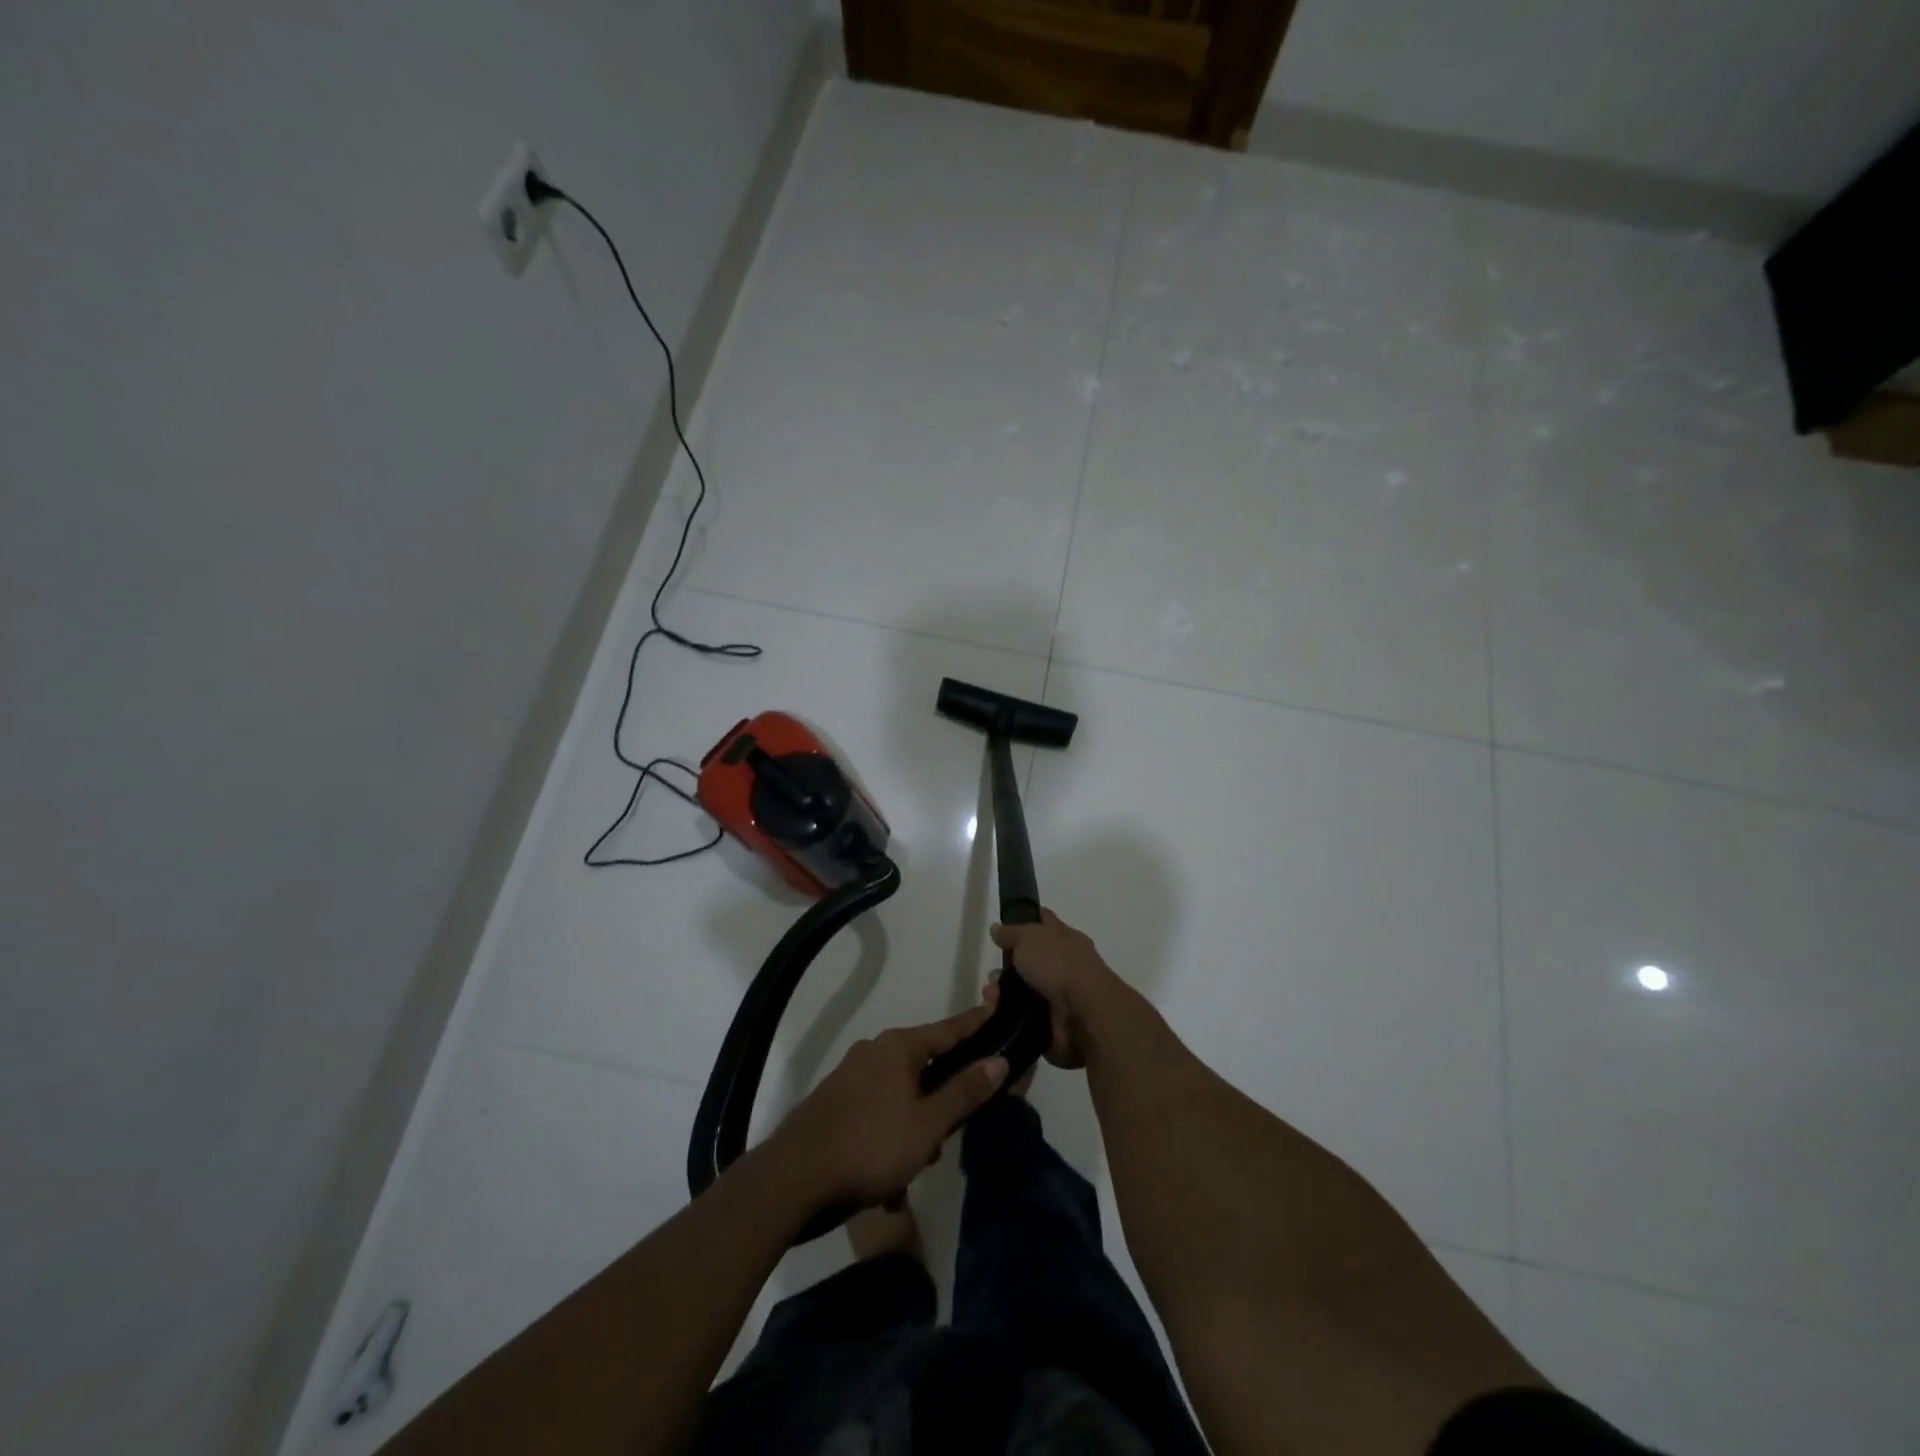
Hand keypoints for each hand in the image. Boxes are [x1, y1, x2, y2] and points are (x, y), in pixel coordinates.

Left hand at [765, 1006, 1007, 1210]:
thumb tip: (999, 1061)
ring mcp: (850, 1076)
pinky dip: (889, 1137)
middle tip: (946, 1137)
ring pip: (900, 1095)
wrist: (795, 1177)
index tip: (996, 1011)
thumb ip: (964, 1092)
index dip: (975, 1025)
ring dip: (914, 1128)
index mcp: (898, 1046)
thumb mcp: (928, 1124)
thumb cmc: (871, 1145)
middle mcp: (873, 1051)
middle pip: (924, 1067)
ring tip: (911, 1169)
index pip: (948, 1030)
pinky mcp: (834, 1102)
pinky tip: (885, 1179)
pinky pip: (877, 1112)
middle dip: (940, 1103)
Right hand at [986, 909, 1117, 1069]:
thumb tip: (997, 928)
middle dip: (1004, 968)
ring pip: (1022, 991)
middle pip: (1028, 961)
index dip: (1026, 920)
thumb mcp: (1029, 937)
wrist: (1084, 1012)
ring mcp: (1058, 995)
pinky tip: (993, 1012)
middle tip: (991, 976)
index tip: (1004, 927)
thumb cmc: (1058, 964)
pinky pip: (1022, 1016)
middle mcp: (1063, 964)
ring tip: (990, 997)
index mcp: (1064, 938)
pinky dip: (1007, 1014)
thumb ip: (1011, 933)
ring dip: (1001, 993)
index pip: (1044, 922)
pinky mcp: (1051, 1022)